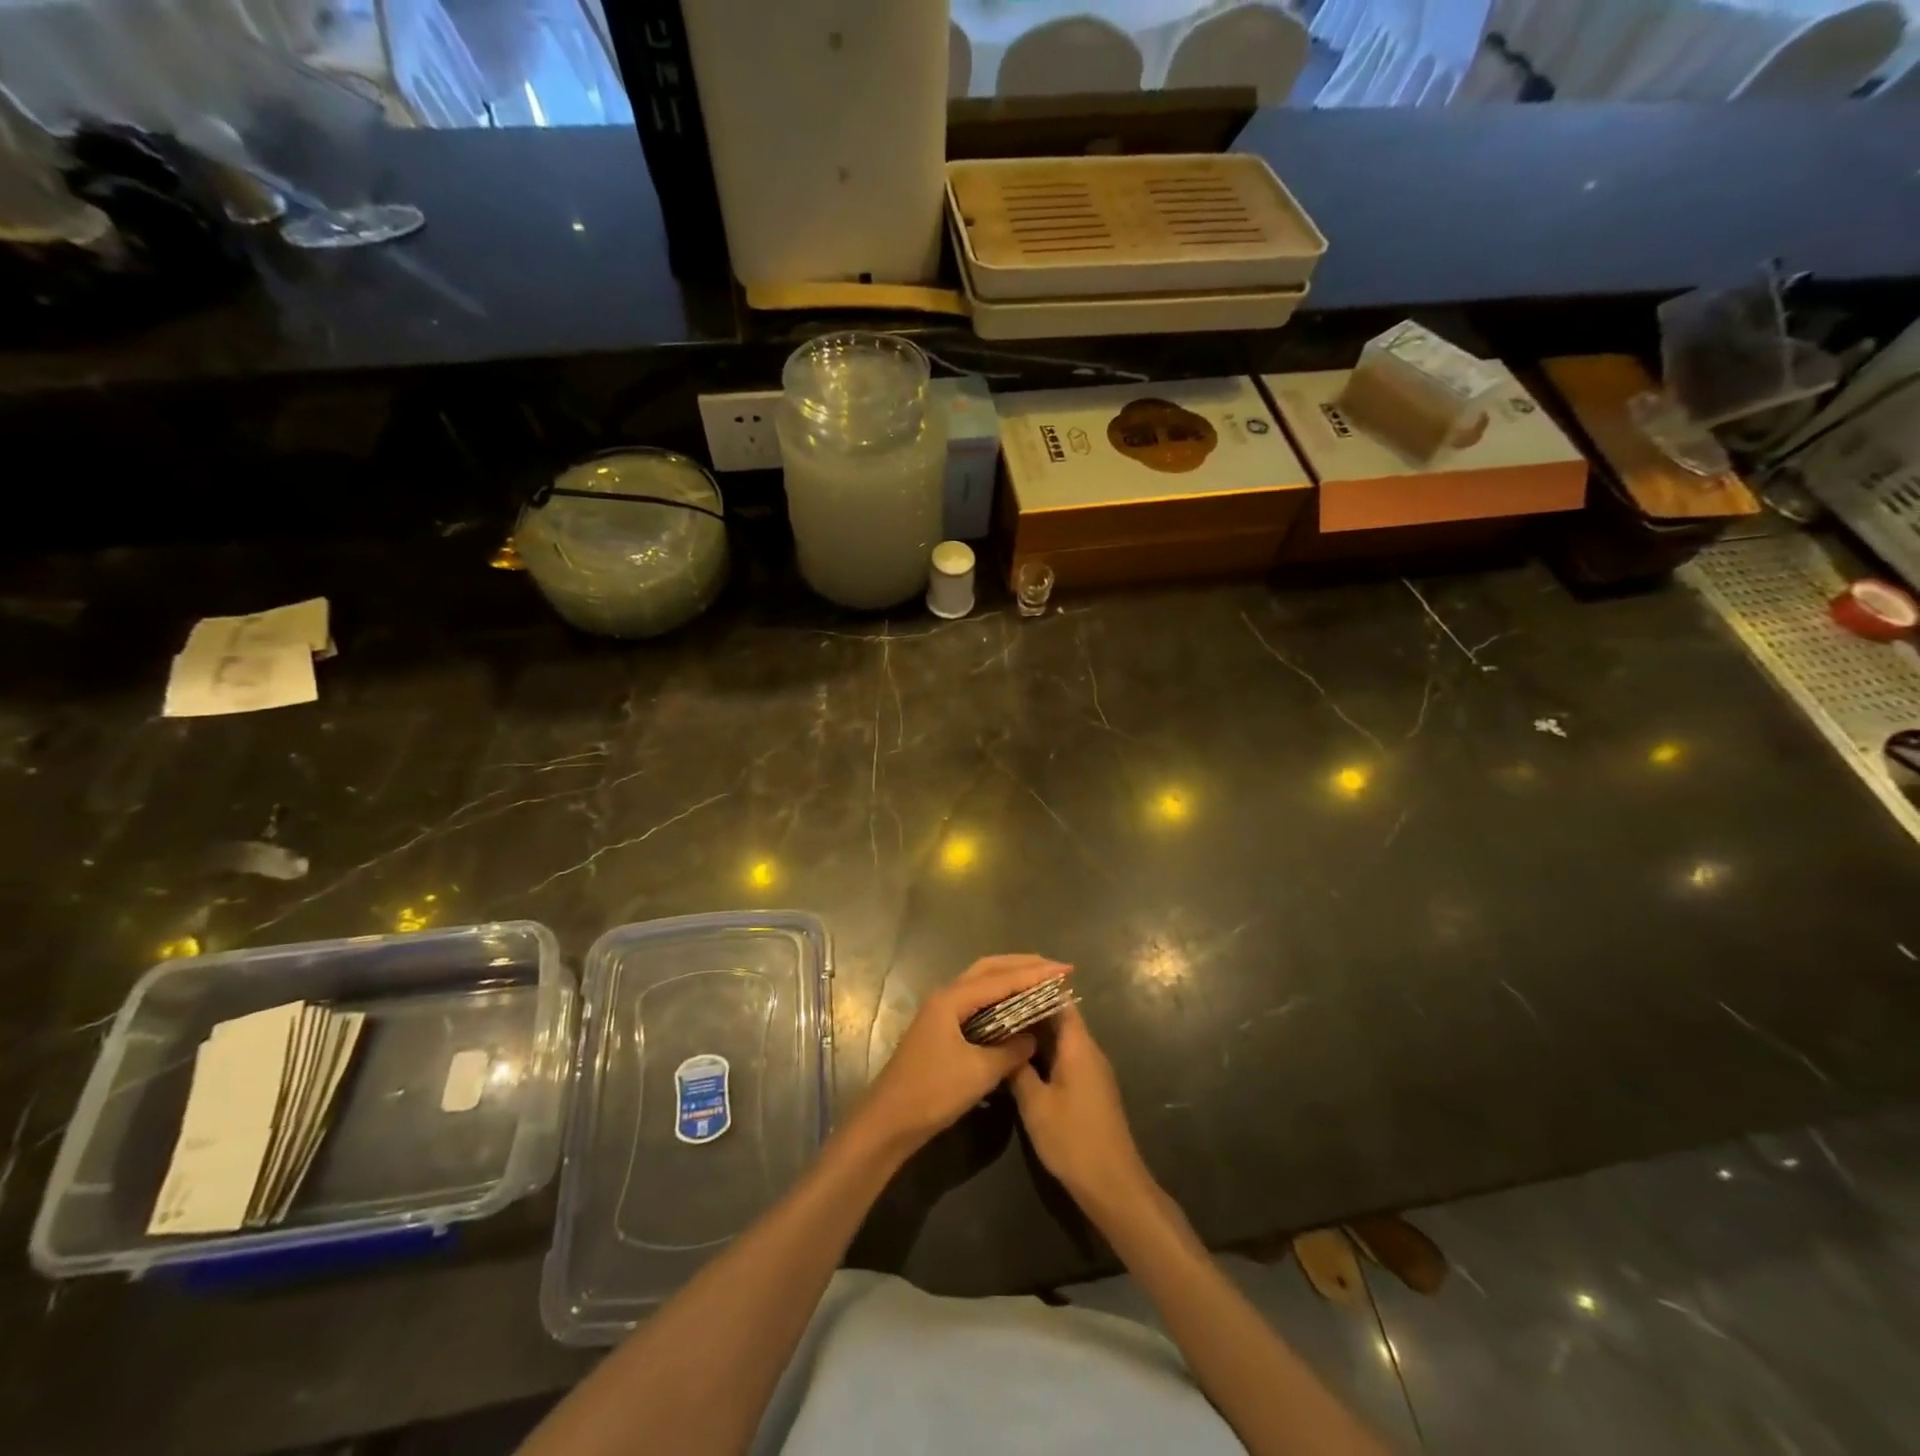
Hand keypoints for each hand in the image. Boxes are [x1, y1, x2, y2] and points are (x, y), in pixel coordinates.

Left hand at [854, 955, 1071, 1155]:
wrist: (888, 1121)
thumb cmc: (932, 1093)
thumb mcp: (979, 1074)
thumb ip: (1010, 1051)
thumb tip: (1033, 1038)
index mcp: (952, 999)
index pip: (1001, 978)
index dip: (1035, 974)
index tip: (1066, 970)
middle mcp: (945, 997)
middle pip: (988, 970)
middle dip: (1022, 966)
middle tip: (1054, 969)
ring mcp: (940, 1012)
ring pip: (980, 984)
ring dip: (1009, 979)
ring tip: (1039, 981)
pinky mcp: (940, 1029)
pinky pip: (975, 1002)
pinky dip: (998, 999)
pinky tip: (1013, 1009)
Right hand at [1011, 1005, 1152, 1213]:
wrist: (1113, 1185)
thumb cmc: (1073, 1140)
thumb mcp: (1035, 1105)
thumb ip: (1017, 1069)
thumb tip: (1001, 1042)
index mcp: (1078, 1046)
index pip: (1059, 1001)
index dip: (1033, 990)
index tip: (1004, 986)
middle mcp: (1088, 1051)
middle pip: (1059, 1018)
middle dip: (1028, 1012)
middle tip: (993, 1008)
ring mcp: (1091, 1070)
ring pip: (1060, 1039)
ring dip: (1034, 1034)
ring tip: (999, 1030)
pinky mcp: (1089, 1088)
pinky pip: (1064, 1057)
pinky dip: (1043, 1054)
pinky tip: (1018, 1061)